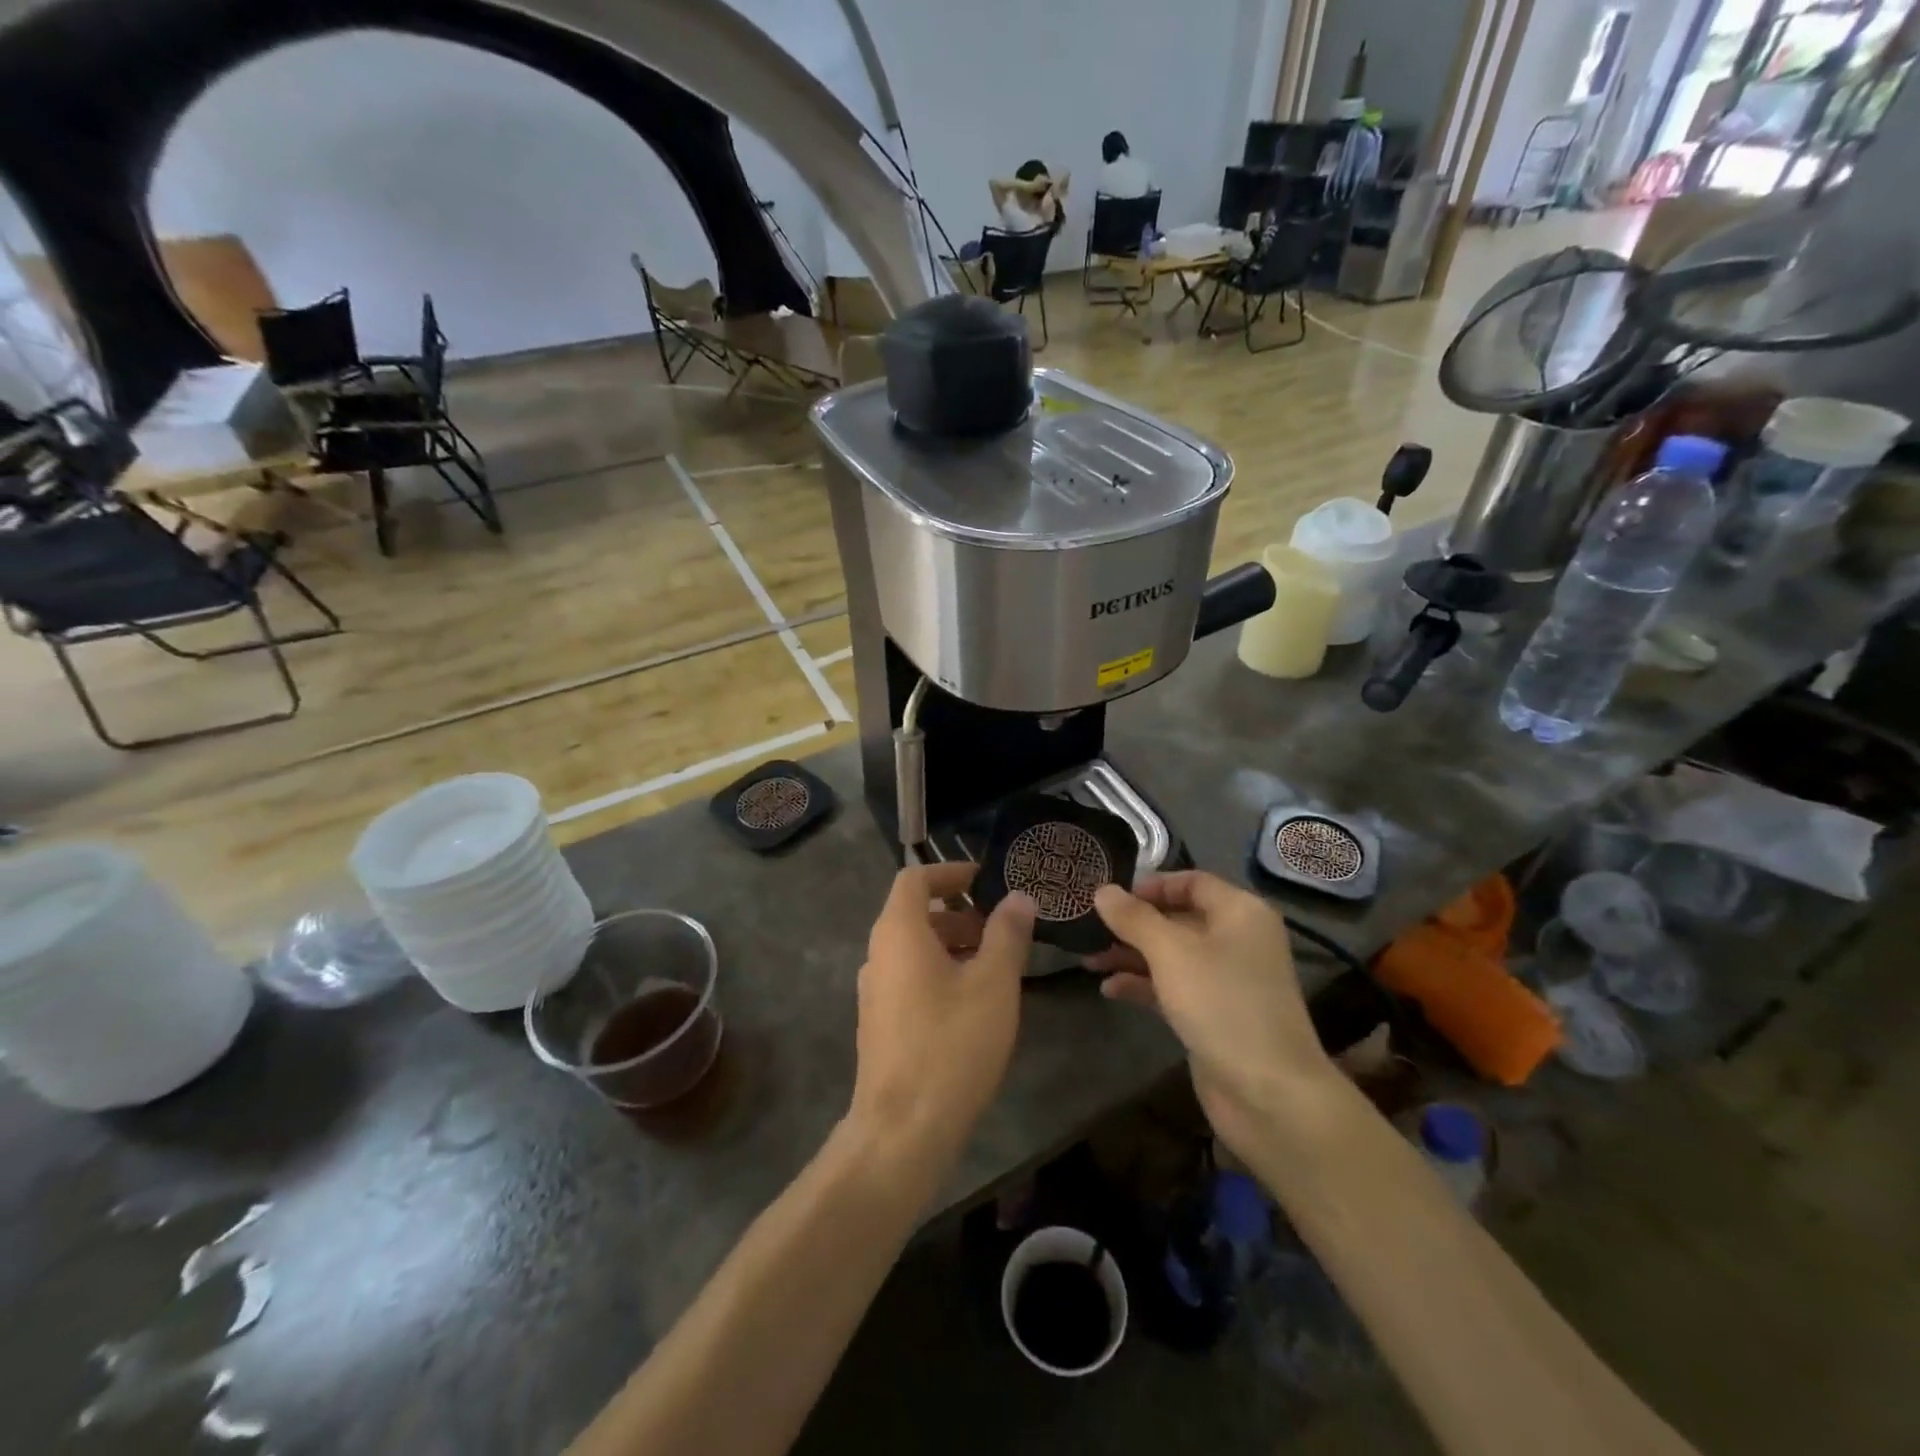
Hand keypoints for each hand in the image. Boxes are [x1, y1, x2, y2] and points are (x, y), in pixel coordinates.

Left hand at [847, 862, 1034, 1182]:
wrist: (902, 1129)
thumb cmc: (951, 1043)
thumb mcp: (993, 984)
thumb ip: (1007, 934)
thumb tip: (1018, 897)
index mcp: (898, 932)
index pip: (914, 879)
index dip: (950, 872)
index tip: (985, 879)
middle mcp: (878, 954)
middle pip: (915, 914)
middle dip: (960, 913)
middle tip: (1001, 928)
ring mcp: (874, 992)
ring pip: (914, 950)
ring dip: (953, 945)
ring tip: (995, 966)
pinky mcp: (879, 1023)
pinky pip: (909, 979)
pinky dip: (940, 973)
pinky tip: (973, 1004)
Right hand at [1089, 872, 1334, 1159]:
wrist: (1269, 1094)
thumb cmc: (1221, 1003)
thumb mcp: (1170, 952)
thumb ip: (1133, 918)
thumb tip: (1102, 890)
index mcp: (1240, 912)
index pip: (1191, 882)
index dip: (1151, 885)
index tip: (1110, 896)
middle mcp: (1236, 940)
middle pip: (1178, 918)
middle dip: (1133, 923)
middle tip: (1090, 928)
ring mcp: (1226, 979)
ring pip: (1171, 955)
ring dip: (1131, 955)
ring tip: (1088, 959)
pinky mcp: (1214, 1014)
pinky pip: (1173, 987)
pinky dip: (1143, 985)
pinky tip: (1109, 990)